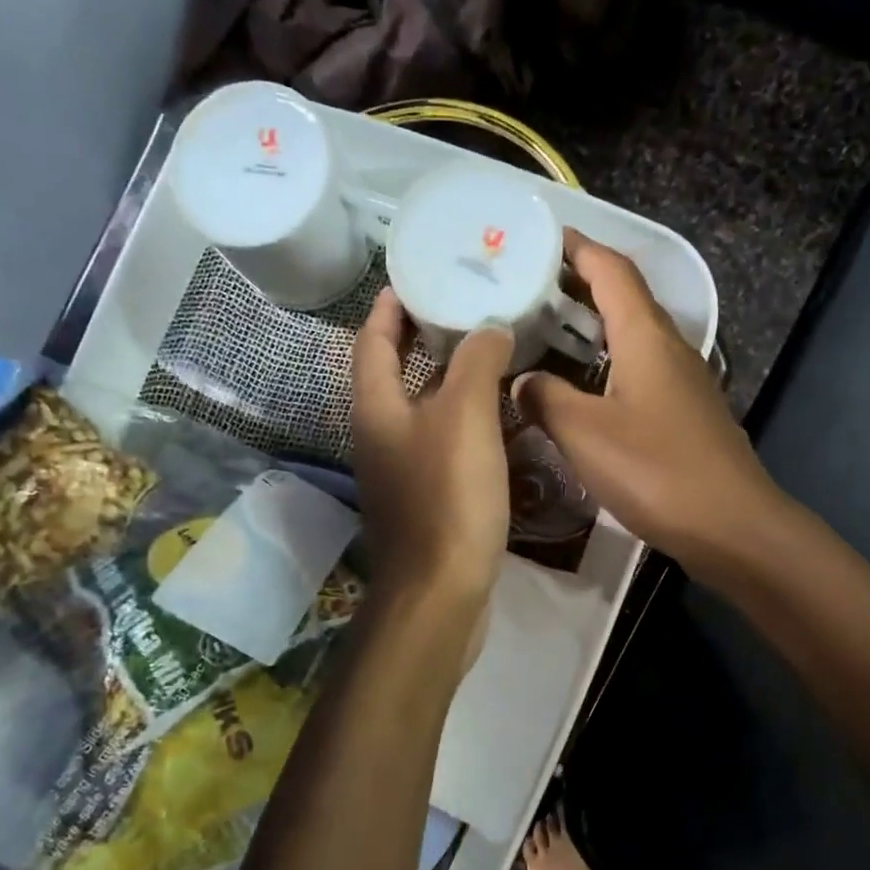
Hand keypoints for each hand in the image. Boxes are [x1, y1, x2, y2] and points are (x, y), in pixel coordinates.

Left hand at [351, 287, 511, 618]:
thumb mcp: (466, 416)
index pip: (373, 341)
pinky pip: (439, 444)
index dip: (389, 306)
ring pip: (420, 411)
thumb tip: (489, 328)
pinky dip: (461, 422)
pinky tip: (496, 421)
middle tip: (464, 311)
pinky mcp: (423, 500)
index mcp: (375, 408)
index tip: (415, 277)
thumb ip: (477, 362)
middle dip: (422, 340)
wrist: (442, 591)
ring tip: (489, 357)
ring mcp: (398, 472)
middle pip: (393, 374)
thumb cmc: (449, 496)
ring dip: (447, 382)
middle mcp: (378, 436)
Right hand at [514, 230, 780, 576]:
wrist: (729, 524)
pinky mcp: (684, 414)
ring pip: (631, 337)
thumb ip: (546, 398)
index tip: (537, 237)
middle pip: (622, 298)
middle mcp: (668, 347)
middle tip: (526, 288)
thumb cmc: (655, 470)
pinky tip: (580, 390)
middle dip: (577, 285)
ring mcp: (681, 382)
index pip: (610, 269)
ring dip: (591, 328)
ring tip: (544, 334)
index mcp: (645, 336)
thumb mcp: (585, 433)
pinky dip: (605, 365)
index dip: (576, 248)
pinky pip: (638, 371)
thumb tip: (521, 380)